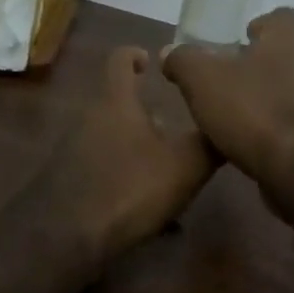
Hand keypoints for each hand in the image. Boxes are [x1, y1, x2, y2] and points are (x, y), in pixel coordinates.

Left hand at [36, 46, 216, 260]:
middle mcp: (90, 118)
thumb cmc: (129, 187)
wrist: (65, 237)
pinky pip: (103, 168)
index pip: (120, 60)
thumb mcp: (185, 166)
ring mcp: (73, 150)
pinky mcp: (67, 180)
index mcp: (116, 102)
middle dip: (148, 114)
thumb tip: (227, 124)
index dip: (136, 55)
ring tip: (167, 172)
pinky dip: (124, 177)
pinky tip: (144, 207)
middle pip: (119, 103)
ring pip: (112, 138)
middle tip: (177, 130)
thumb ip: (210, 143)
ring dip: (137, 148)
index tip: (154, 63)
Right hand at [161, 8, 293, 198]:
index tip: (238, 39)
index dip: (260, 25)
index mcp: (288, 40)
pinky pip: (292, 126)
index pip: (281, 18)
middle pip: (283, 56)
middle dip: (255, 67)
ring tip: (229, 118)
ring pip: (288, 92)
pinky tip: (247, 145)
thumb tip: (170, 52)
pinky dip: (272, 131)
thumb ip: (184, 61)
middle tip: (222, 82)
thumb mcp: (203, 80)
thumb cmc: (255, 110)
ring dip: (263, 101)